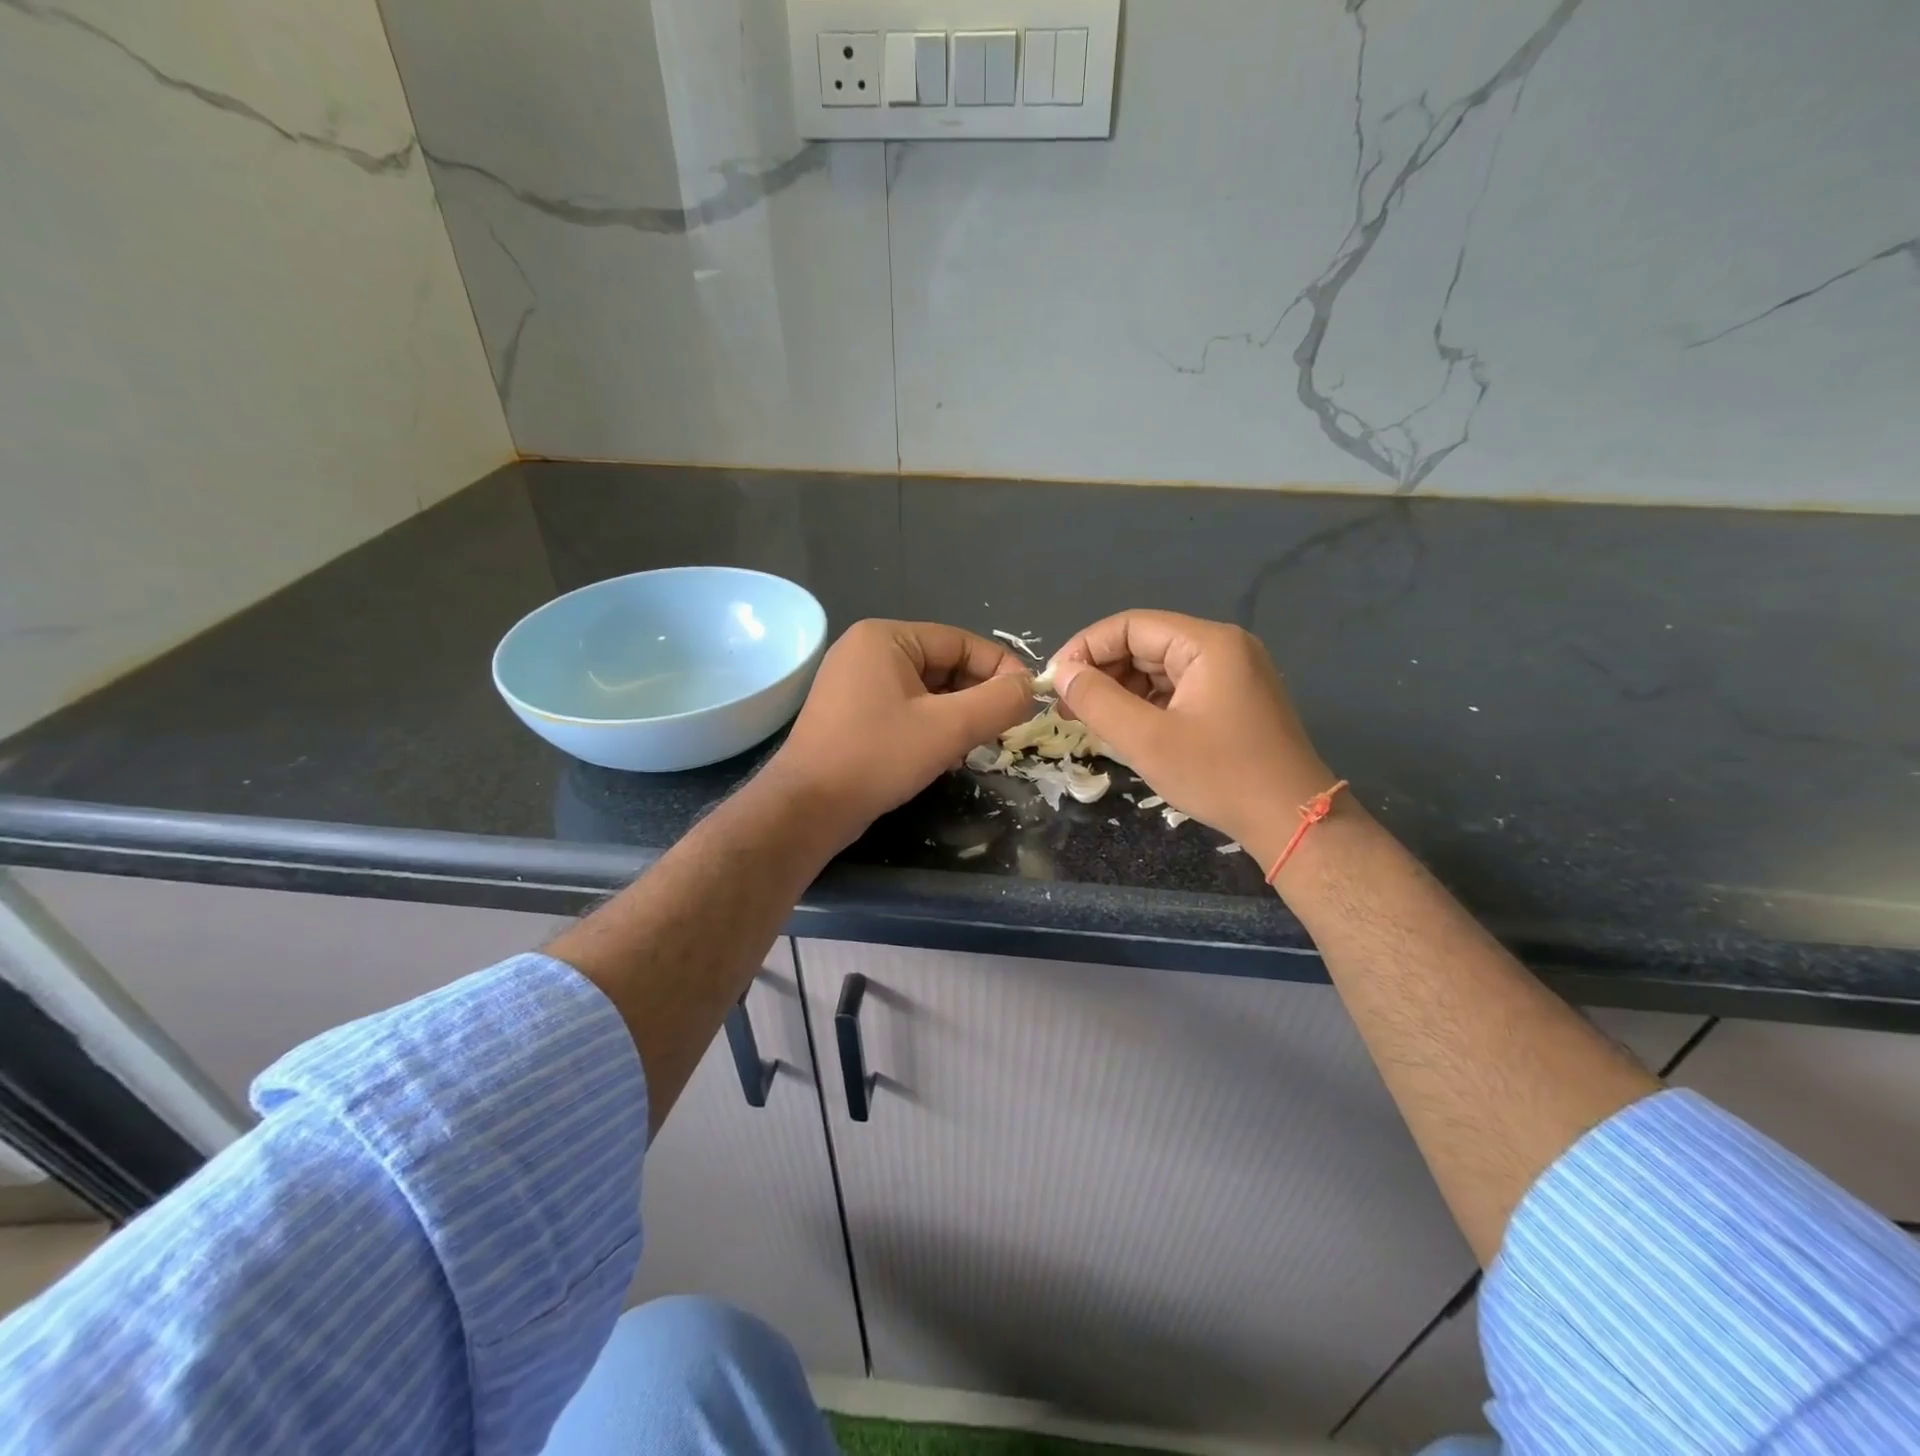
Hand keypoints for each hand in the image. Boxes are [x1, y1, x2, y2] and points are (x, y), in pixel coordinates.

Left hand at [764, 620, 1034, 844]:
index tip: (1029, 700)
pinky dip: (931, 725)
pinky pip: (905, 707)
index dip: (1001, 669)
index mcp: (886, 637)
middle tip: (1004, 729)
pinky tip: (944, 754)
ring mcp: (854, 682)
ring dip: (957, 715)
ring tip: (976, 745)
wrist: (807, 808)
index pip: (961, 641)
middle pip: (944, 664)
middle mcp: (866, 650)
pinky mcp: (850, 713)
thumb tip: (1031, 688)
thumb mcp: (949, 729)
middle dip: (977, 696)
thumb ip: (999, 702)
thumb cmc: (877, 758)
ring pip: (927, 690)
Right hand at [1049, 611, 1335, 864]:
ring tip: (1090, 721)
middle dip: (1102, 672)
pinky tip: (1125, 728)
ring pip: (1158, 668)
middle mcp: (1223, 647)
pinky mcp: (1233, 700)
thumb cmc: (1219, 776)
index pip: (1130, 626)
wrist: (1292, 821)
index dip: (1085, 648)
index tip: (1054, 681)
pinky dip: (1146, 704)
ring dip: (1121, 690)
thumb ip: (1097, 700)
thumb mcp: (1147, 740)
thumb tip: (1062, 673)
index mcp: (1207, 644)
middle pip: (1145, 644)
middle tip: (1067, 706)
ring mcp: (1232, 673)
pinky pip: (1177, 688)